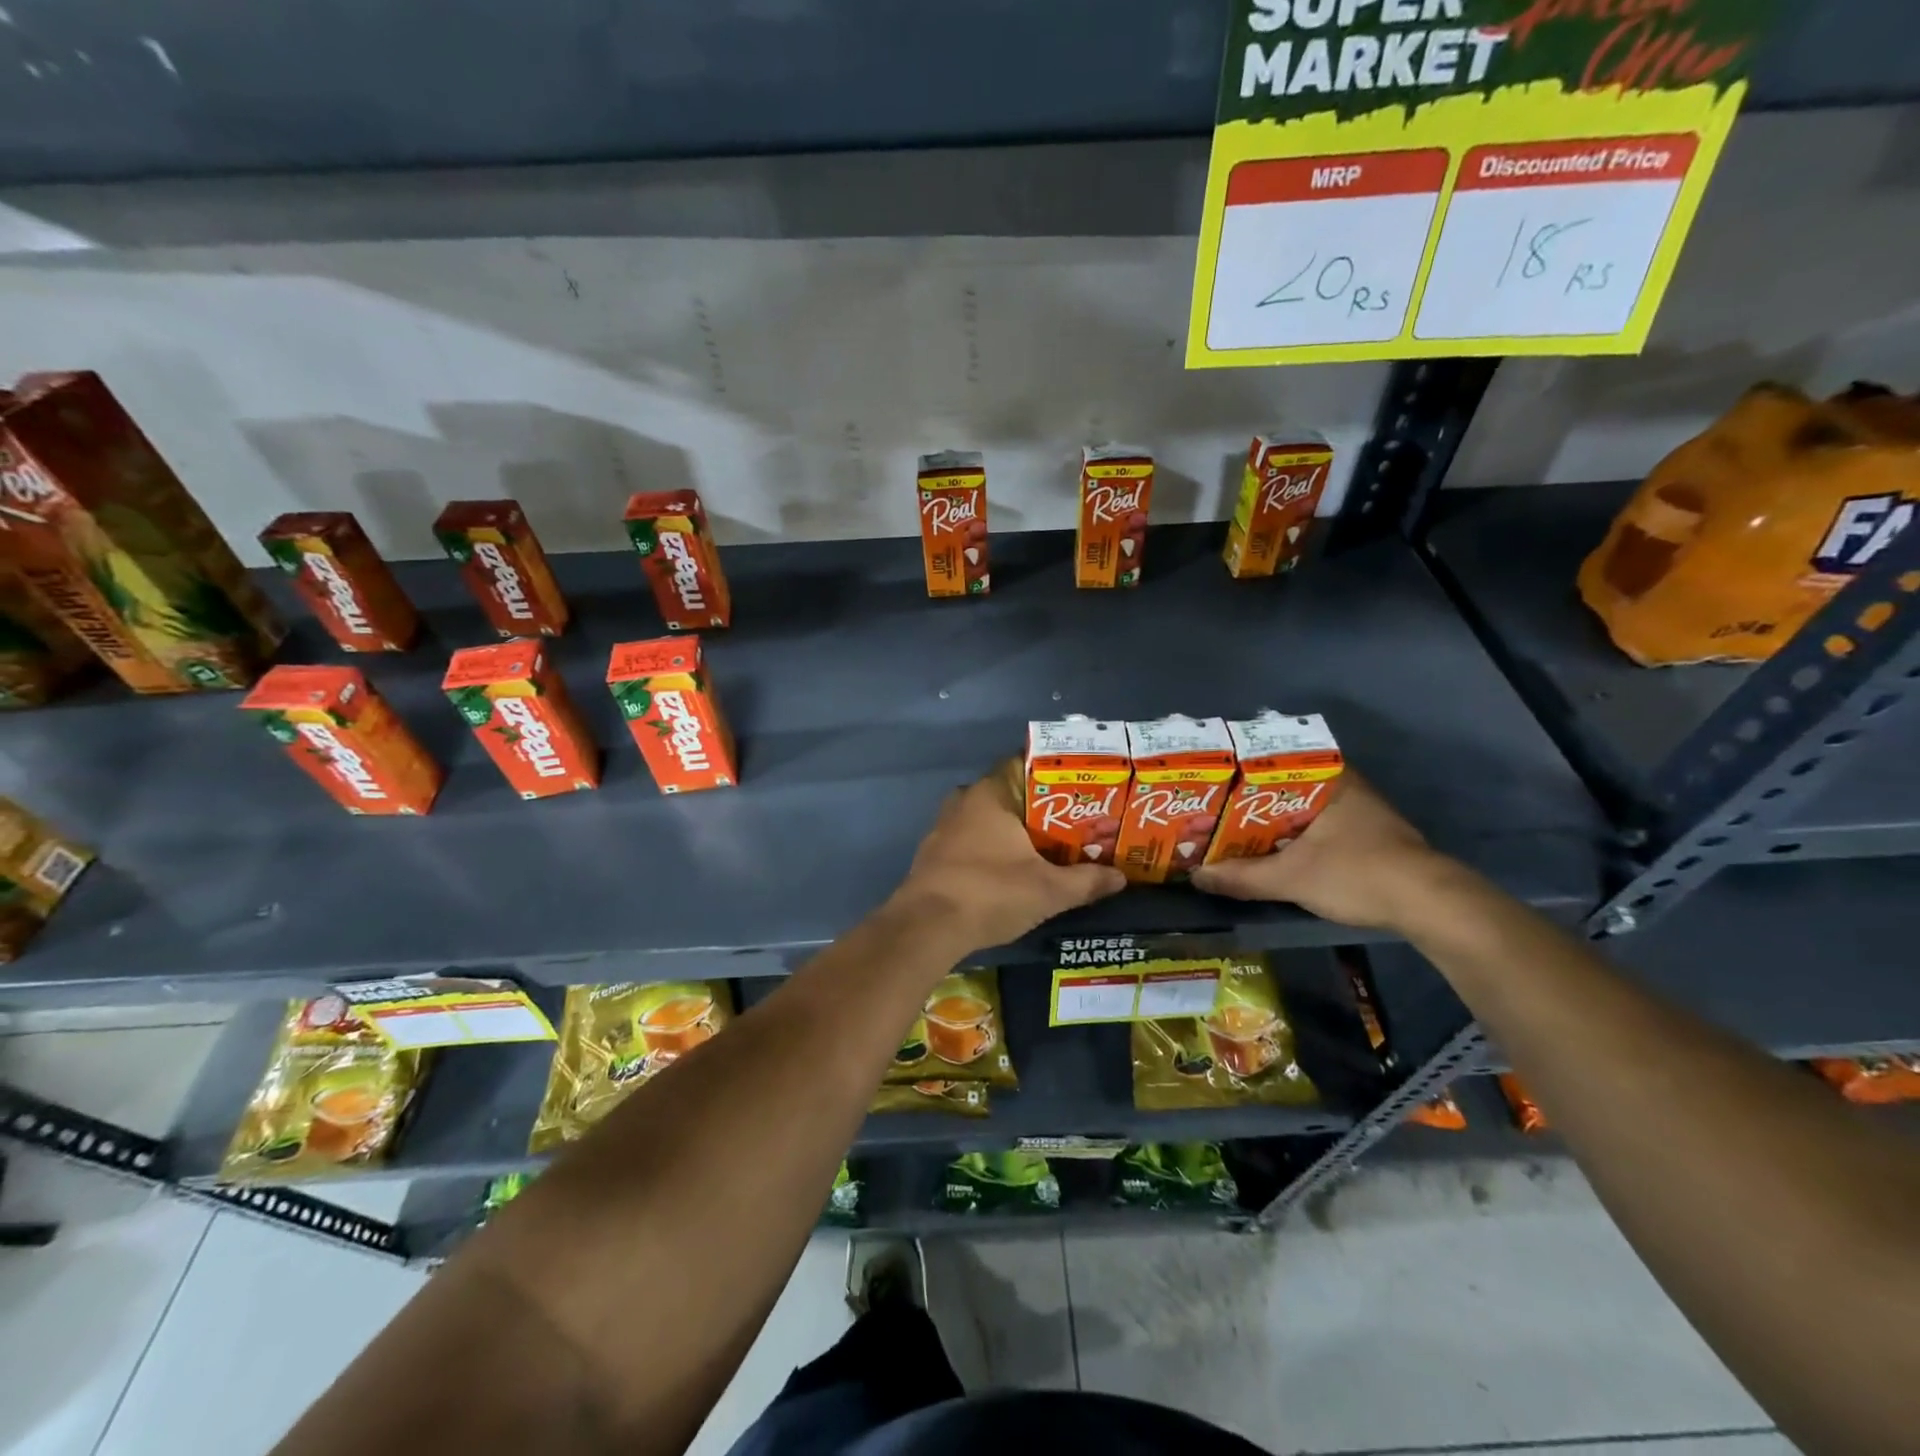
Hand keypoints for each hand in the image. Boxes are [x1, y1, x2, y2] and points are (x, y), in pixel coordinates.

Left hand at [888, 761, 1125, 952]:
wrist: (926, 927)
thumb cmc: (990, 893)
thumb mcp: (1048, 890)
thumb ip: (1086, 881)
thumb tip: (1121, 877)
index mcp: (990, 793)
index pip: (1024, 764)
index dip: (1054, 774)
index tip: (1081, 788)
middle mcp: (964, 800)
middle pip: (1009, 793)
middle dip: (1039, 807)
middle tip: (1073, 821)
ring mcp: (944, 827)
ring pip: (988, 818)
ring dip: (1014, 830)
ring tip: (1048, 846)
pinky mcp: (934, 853)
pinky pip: (971, 839)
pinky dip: (992, 848)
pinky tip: (1011, 868)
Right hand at [1190, 773, 1454, 930]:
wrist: (1429, 905)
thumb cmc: (1356, 873)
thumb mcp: (1290, 878)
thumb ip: (1241, 877)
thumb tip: (1196, 877)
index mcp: (1328, 778)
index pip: (1273, 761)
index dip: (1238, 773)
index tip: (1211, 784)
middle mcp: (1345, 785)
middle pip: (1284, 787)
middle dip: (1250, 802)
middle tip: (1215, 812)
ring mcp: (1361, 811)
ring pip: (1302, 809)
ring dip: (1272, 822)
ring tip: (1234, 832)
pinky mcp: (1369, 836)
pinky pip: (1318, 827)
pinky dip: (1293, 836)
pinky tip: (1272, 852)